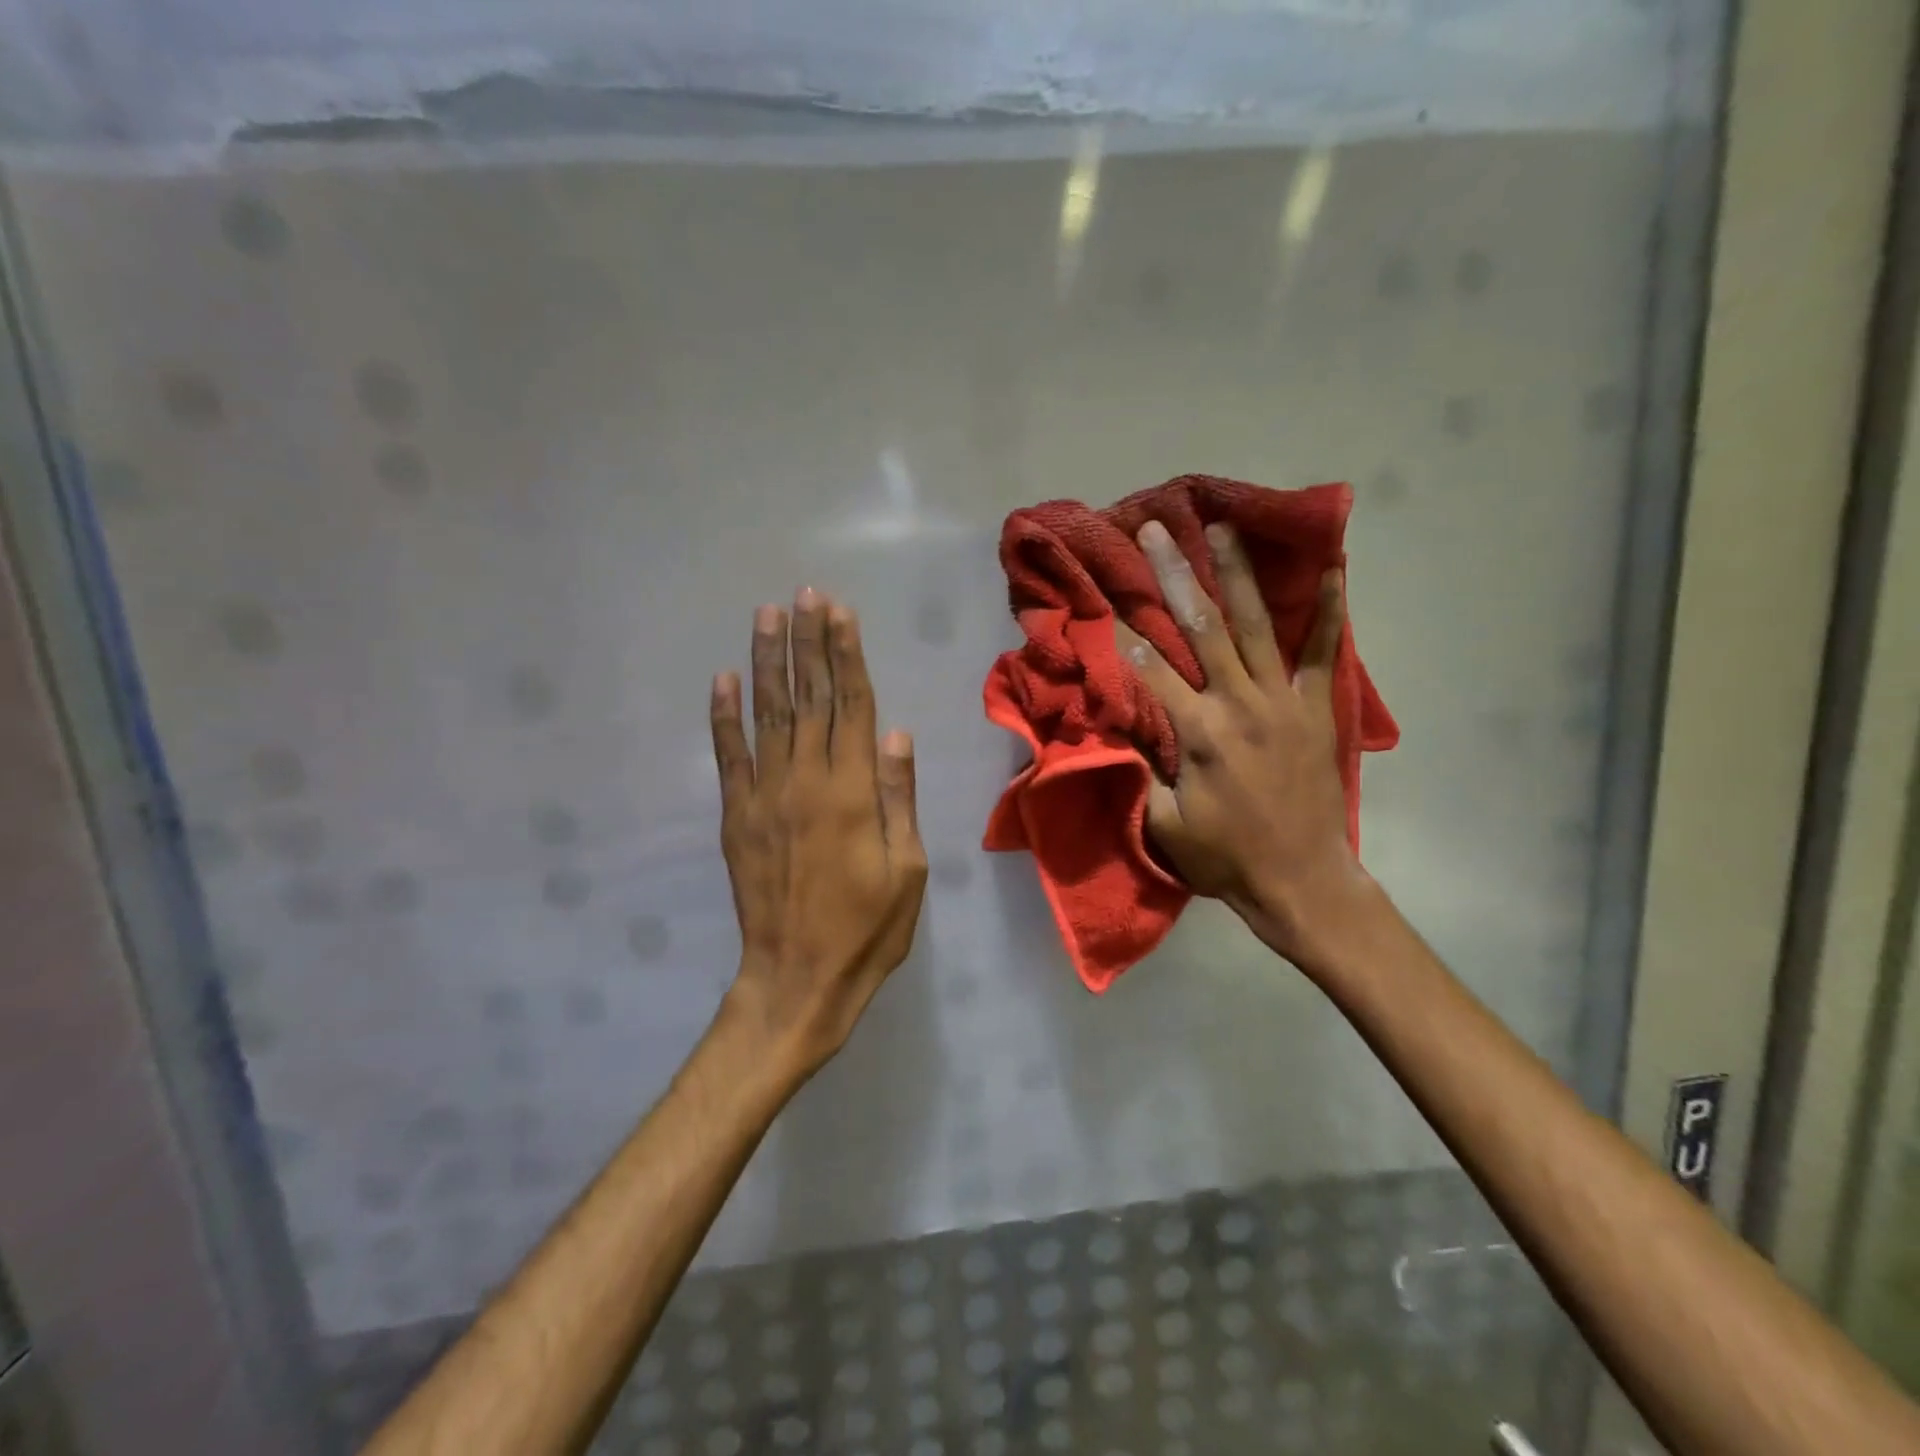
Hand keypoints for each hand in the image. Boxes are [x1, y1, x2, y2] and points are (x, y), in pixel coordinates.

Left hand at [710, 589, 927, 1079]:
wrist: (798, 978)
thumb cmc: (868, 928)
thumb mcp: (908, 868)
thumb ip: (899, 797)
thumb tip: (898, 734)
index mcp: (853, 791)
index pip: (852, 705)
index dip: (846, 655)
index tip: (839, 612)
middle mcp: (806, 780)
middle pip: (810, 698)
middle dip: (808, 642)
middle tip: (804, 595)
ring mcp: (765, 796)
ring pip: (768, 715)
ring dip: (767, 662)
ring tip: (767, 615)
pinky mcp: (736, 817)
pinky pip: (728, 756)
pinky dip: (723, 716)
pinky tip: (723, 680)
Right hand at [1119, 520, 1371, 964]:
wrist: (1301, 880)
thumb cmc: (1224, 856)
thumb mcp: (1163, 824)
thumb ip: (1137, 771)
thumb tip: (1108, 725)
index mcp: (1200, 734)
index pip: (1150, 670)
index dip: (1121, 633)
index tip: (1101, 594)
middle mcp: (1240, 704)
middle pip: (1201, 628)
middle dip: (1173, 576)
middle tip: (1156, 530)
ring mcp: (1284, 701)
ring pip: (1256, 625)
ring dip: (1236, 573)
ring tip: (1222, 527)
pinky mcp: (1317, 708)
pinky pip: (1323, 652)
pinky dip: (1329, 610)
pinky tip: (1332, 568)